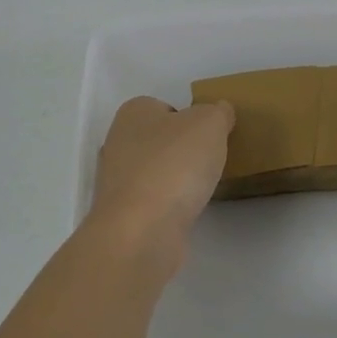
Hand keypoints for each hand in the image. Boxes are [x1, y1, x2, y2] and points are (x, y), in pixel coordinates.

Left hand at [82, 97, 234, 277]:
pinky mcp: (122, 215)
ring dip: (175, 180)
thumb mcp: (210, 123)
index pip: (165, 107)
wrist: (142, 230)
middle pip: (159, 140)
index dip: (190, 119)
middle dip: (182, 151)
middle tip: (209, 162)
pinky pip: (152, 202)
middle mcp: (118, 142)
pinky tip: (185, 212)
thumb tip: (220, 113)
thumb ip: (218, 112)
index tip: (210, 137)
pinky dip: (169, 206)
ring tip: (200, 190)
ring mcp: (116, 182)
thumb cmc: (174, 164)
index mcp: (133, 113)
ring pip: (154, 172)